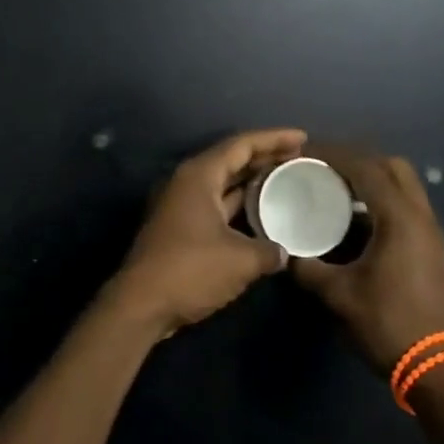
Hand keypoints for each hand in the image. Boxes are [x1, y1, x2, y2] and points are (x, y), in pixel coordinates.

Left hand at [108, 128, 308, 335]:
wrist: (141, 305)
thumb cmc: (190, 271)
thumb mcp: (241, 260)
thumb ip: (269, 251)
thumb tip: (283, 253)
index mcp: (199, 175)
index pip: (241, 144)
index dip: (274, 138)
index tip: (303, 137)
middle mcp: (187, 182)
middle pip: (231, 160)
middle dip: (265, 157)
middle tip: (299, 158)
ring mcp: (180, 205)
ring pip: (223, 184)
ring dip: (252, 182)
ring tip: (286, 181)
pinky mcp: (179, 227)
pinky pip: (216, 204)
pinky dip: (240, 205)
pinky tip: (262, 214)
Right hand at [291, 146, 443, 373]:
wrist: (436, 367)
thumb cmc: (386, 323)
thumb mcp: (338, 295)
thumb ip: (306, 267)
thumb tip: (283, 252)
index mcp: (399, 218)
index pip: (365, 168)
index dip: (333, 155)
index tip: (305, 153)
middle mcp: (420, 215)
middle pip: (392, 166)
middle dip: (357, 159)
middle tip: (324, 167)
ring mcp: (431, 231)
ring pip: (404, 184)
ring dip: (373, 178)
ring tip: (337, 187)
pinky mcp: (433, 247)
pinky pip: (408, 204)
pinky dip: (383, 197)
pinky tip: (358, 218)